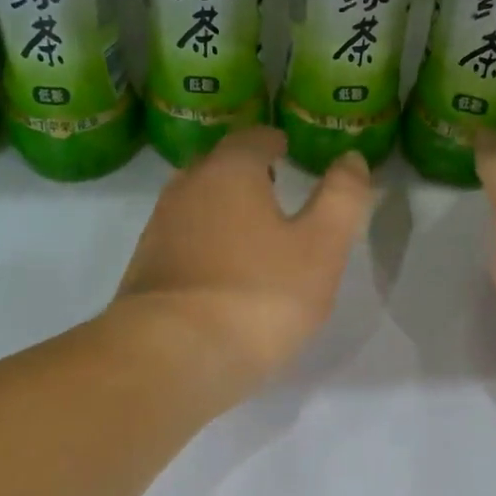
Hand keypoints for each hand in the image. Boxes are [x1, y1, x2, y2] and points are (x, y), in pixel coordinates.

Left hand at [112, 126, 372, 391]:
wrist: (172, 355)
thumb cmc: (258, 294)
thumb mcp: (321, 247)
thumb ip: (342, 198)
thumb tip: (351, 159)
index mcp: (228, 172)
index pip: (251, 139)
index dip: (272, 141)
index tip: (285, 147)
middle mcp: (186, 189)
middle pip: (216, 165)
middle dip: (243, 169)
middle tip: (271, 183)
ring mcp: (158, 230)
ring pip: (193, 202)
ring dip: (219, 205)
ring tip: (248, 227)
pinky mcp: (144, 269)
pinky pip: (180, 239)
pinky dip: (201, 240)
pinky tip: (218, 268)